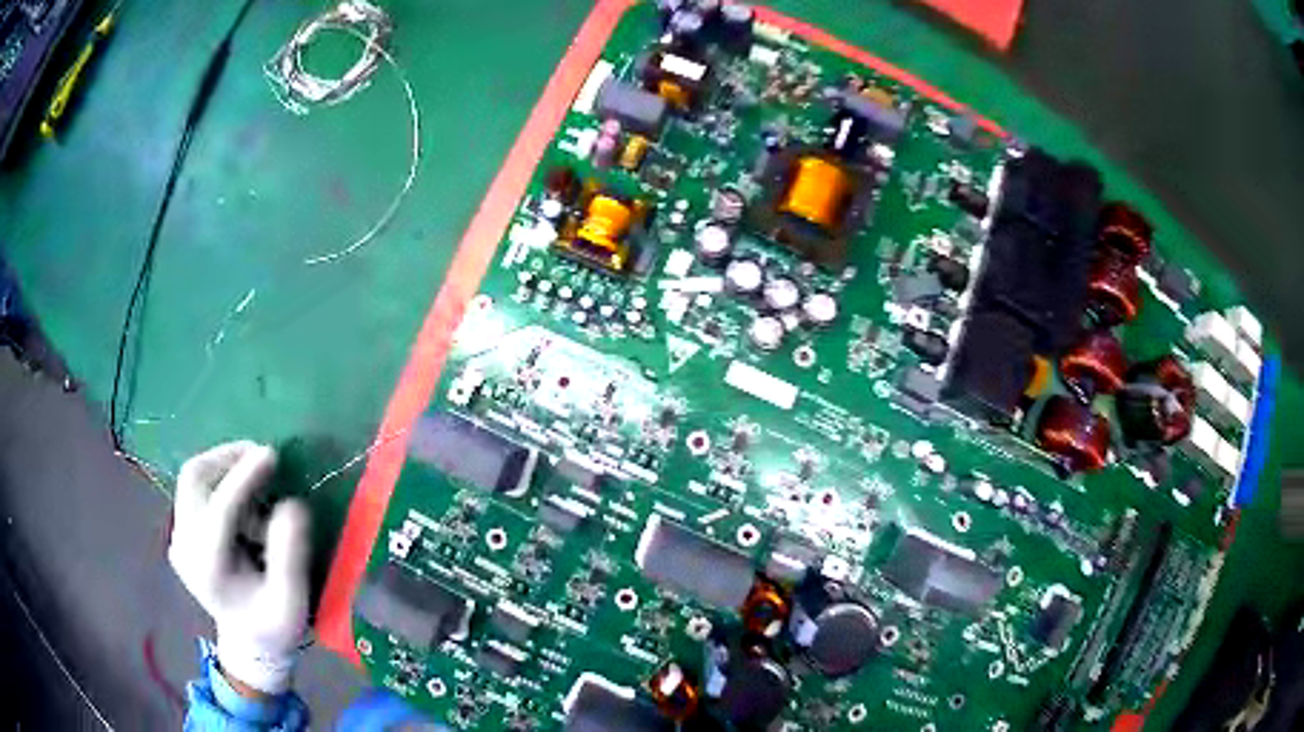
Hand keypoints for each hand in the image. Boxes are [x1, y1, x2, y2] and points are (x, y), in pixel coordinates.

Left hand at [169, 441, 311, 695]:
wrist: (249, 643)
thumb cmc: (274, 626)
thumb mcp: (291, 602)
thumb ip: (290, 557)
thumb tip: (293, 505)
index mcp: (208, 569)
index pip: (220, 509)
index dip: (244, 477)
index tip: (271, 453)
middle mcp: (184, 547)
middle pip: (194, 479)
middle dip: (227, 459)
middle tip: (262, 456)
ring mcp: (179, 537)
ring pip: (193, 478)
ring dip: (224, 467)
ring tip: (256, 478)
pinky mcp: (181, 531)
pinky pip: (195, 488)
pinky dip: (219, 480)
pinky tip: (243, 497)